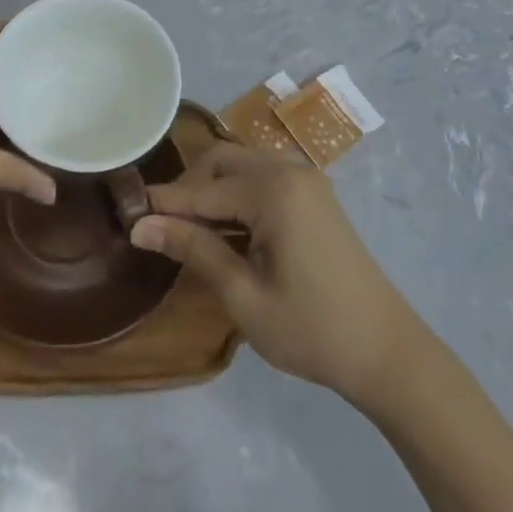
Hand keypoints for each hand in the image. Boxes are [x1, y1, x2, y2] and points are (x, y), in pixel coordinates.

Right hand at [130, 144, 421, 404]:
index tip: (125, 214)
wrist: (387, 351)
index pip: (202, 190)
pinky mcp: (314, 194)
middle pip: (221, 161)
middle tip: (161, 226)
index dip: (163, 204)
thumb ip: (193, 250)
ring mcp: (306, 179)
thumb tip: (140, 227)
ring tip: (189, 230)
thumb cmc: (312, 330)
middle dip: (188, 188)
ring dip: (212, 188)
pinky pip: (262, 176)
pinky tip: (226, 227)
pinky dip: (237, 193)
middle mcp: (288, 170)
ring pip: (241, 164)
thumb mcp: (244, 295)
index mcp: (273, 191)